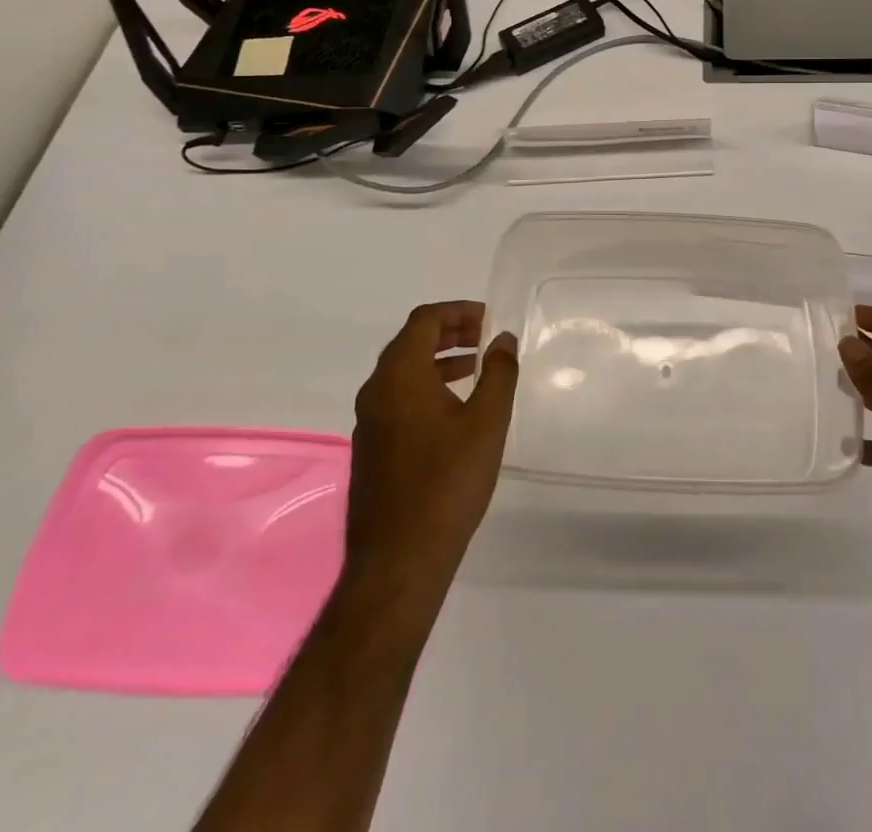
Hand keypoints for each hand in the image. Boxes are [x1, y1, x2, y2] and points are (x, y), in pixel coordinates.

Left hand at [344, 302, 517, 604]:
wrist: (399, 560)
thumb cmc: (447, 482)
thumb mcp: (486, 421)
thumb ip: (499, 372)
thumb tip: (503, 339)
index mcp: (400, 375)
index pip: (424, 321)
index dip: (457, 312)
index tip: (489, 318)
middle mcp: (376, 390)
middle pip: (410, 342)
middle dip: (448, 333)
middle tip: (484, 338)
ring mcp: (368, 421)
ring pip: (402, 372)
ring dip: (438, 360)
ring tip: (475, 369)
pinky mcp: (370, 448)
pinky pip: (397, 398)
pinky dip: (426, 387)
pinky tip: (453, 411)